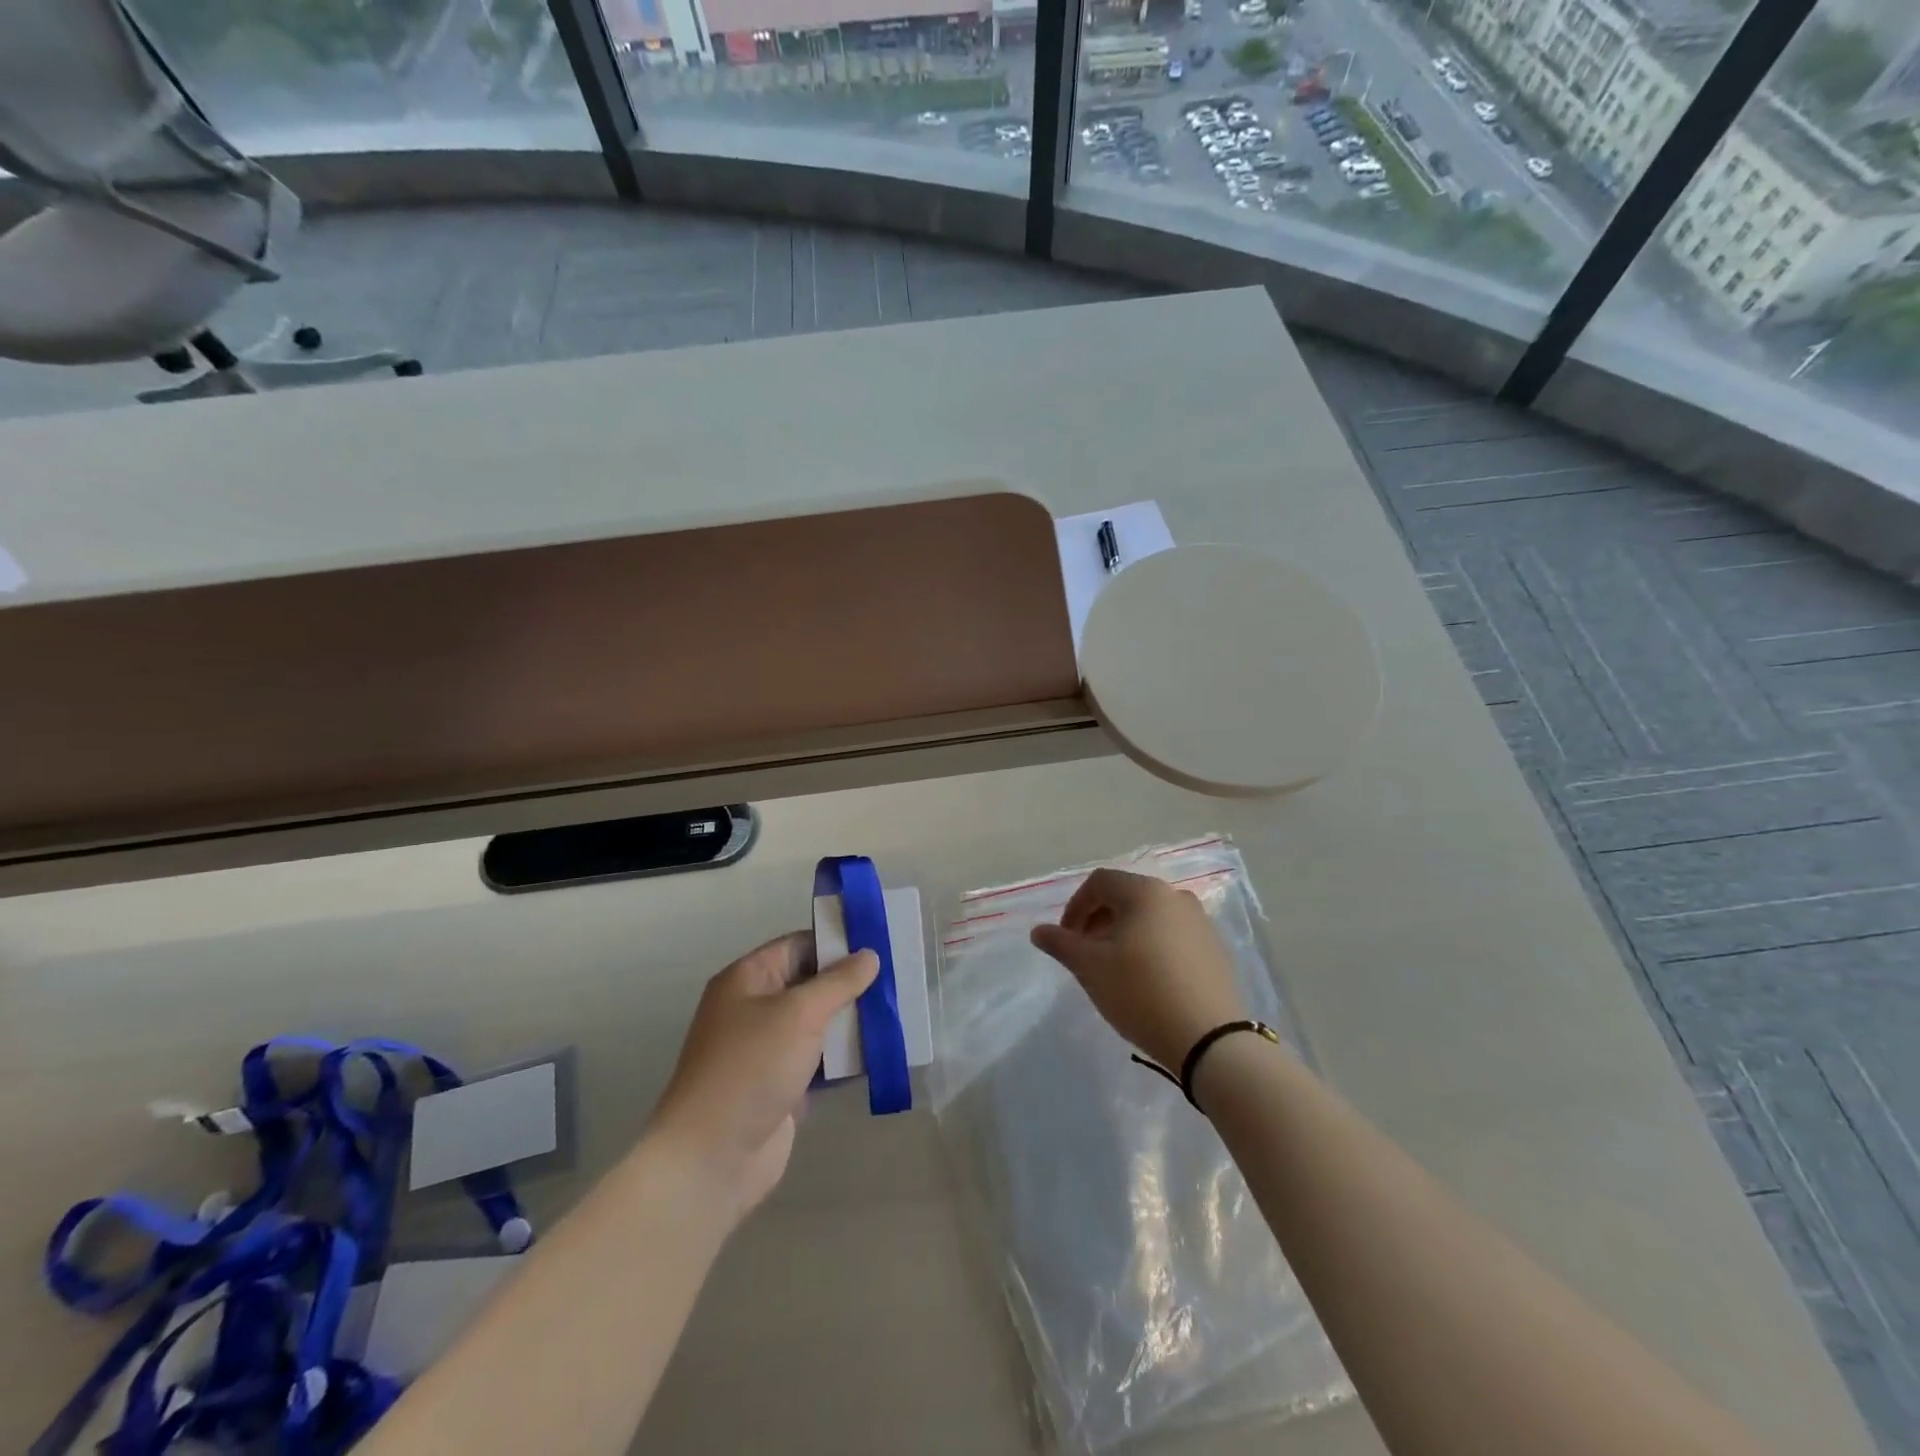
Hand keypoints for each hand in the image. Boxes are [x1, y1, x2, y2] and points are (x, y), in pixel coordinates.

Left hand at [645, 932, 877, 1227]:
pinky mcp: (782, 1086)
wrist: (712, 1158)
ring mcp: (768, 1050)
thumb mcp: (799, 1013)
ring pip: (819, 1024)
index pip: (798, 946)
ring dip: (852, 1022)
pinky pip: (820, 1061)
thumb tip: (868, 955)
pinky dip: (845, 1058)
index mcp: (748, 979)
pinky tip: (881, 1054)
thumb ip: (838, 982)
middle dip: (851, 984)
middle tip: (897, 980)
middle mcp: (755, 1008)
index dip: (837, 943)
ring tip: (897, 1013)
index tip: (879, 945)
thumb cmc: (751, 1068)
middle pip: (811, 984)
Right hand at [1030, 868, 1245, 1072]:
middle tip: (1086, 953)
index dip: (1075, 906)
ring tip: (1115, 968)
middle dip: (1099, 920)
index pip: (1099, 882)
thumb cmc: (1141, 993)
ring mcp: (1201, 922)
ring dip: (1125, 933)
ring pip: (1151, 916)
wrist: (1209, 1040)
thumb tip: (1038, 931)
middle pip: (1126, 896)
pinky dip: (1152, 946)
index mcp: (1145, 892)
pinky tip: (1147, 980)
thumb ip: (1061, 943)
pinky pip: (1173, 936)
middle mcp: (1175, 897)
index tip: (1065, 939)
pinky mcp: (1215, 949)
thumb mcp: (1091, 968)